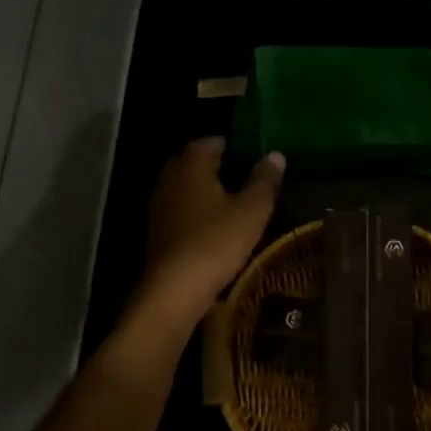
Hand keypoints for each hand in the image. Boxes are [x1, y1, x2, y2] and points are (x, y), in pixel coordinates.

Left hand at [137, 137, 284, 326]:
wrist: (176, 288)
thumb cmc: (217, 242)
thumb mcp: (252, 211)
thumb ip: (264, 181)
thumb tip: (275, 155)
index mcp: (192, 167)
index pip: (206, 143)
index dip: (226, 144)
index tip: (244, 151)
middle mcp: (169, 180)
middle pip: (189, 163)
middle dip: (209, 164)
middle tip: (235, 173)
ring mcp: (158, 207)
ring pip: (180, 187)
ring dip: (199, 189)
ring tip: (225, 199)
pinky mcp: (156, 232)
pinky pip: (176, 210)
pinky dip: (191, 210)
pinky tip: (208, 225)